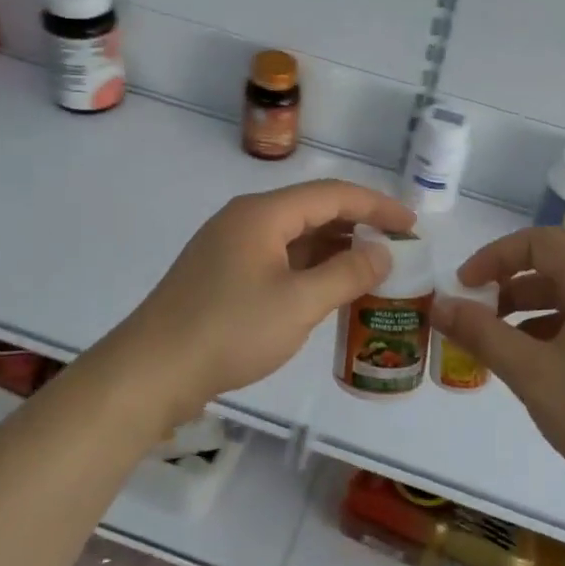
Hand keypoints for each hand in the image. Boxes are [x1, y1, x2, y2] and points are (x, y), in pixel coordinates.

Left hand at [118, 179, 413, 420]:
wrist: (152, 371)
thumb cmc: (230, 330)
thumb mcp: (299, 303)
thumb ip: (347, 274)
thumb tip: (383, 253)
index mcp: (263, 214)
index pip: (332, 194)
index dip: (377, 206)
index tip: (412, 226)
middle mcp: (245, 220)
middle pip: (313, 210)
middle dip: (358, 226)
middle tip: (397, 247)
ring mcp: (230, 247)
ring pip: (295, 237)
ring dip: (334, 249)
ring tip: (372, 268)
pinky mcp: (222, 275)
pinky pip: (278, 259)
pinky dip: (309, 268)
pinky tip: (329, 288)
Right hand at [432, 227, 564, 506]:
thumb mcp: (532, 374)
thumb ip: (481, 334)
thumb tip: (439, 306)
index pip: (540, 242)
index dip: (494, 258)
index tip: (463, 287)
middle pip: (560, 260)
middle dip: (512, 279)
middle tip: (481, 307)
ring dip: (534, 303)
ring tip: (503, 339)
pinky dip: (560, 324)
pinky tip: (540, 359)